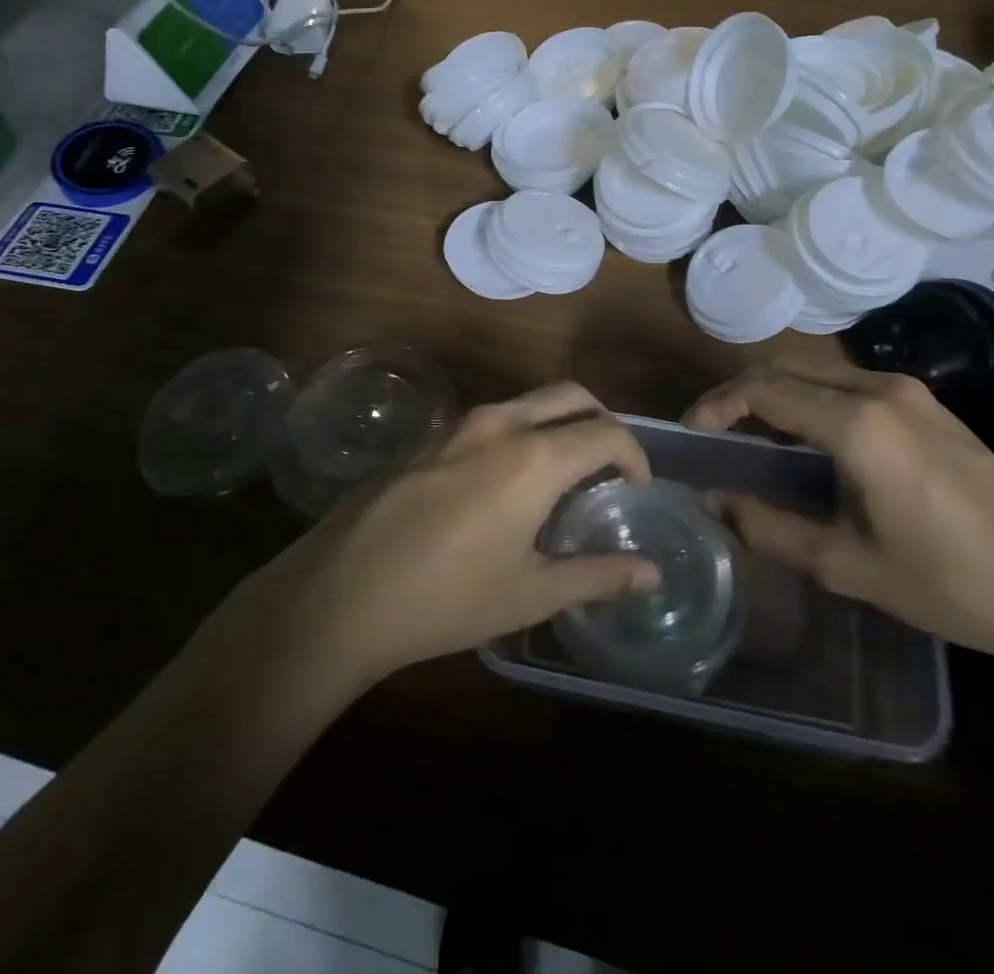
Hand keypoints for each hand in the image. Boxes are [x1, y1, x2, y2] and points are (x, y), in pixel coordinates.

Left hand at [242, 383, 662, 685]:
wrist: (342, 592)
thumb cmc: (447, 598)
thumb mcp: (530, 593)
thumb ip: (597, 576)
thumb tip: (652, 573)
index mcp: (535, 456)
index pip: (606, 433)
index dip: (635, 456)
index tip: (638, 488)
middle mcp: (501, 423)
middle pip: (571, 396)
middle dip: (602, 422)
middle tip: (610, 469)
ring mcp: (460, 424)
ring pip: (529, 401)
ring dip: (559, 423)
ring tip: (564, 476)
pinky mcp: (430, 437)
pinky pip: (493, 418)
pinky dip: (522, 432)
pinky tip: (508, 483)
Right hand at [685, 363, 993, 668]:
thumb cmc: (950, 583)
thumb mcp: (847, 565)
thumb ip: (770, 528)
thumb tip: (714, 501)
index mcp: (856, 424)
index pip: (763, 391)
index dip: (717, 406)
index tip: (691, 433)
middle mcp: (880, 391)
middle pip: (787, 370)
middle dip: (741, 394)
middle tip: (715, 433)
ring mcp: (911, 394)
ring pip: (819, 373)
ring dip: (778, 394)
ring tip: (754, 439)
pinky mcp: (931, 408)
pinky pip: (851, 386)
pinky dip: (813, 400)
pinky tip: (811, 441)